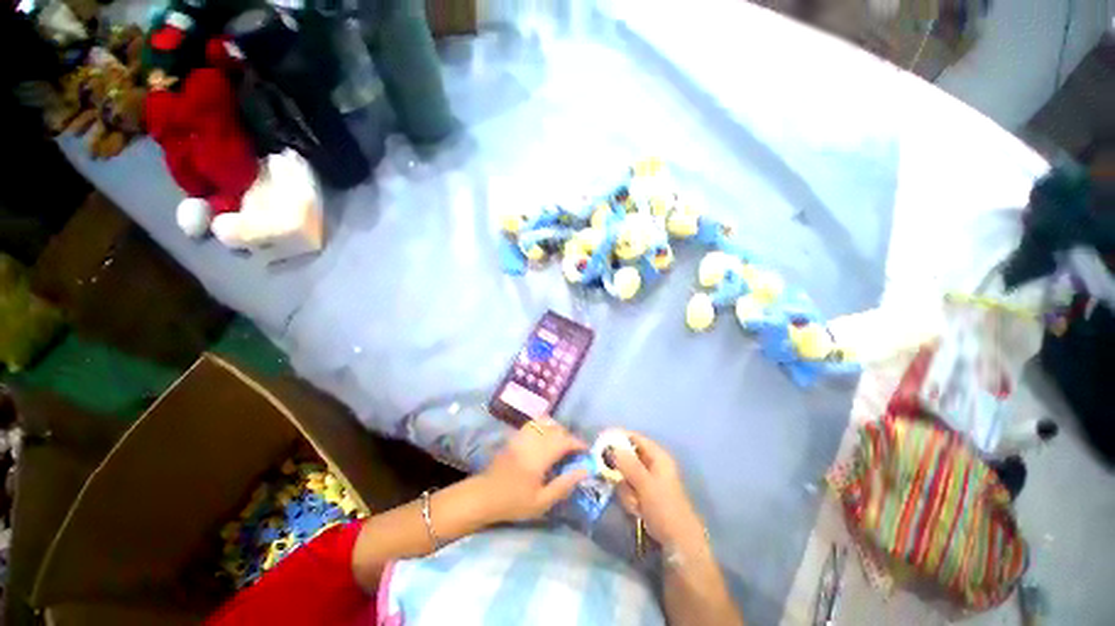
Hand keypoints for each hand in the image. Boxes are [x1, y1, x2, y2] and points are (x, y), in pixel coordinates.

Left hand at [480, 417, 588, 522]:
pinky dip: (544, 426)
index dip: (579, 443)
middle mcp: (533, 440)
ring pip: (546, 422)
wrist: (484, 495)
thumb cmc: (514, 502)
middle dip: (569, 437)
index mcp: (540, 456)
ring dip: (557, 430)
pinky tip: (545, 438)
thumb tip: (585, 470)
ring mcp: (523, 435)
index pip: (565, 441)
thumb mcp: (542, 501)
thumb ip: (564, 484)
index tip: (586, 452)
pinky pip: (534, 423)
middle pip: (557, 429)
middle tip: (575, 452)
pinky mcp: (516, 435)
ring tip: (561, 444)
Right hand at [610, 431, 705, 548]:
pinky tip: (636, 511)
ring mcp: (648, 482)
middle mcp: (653, 465)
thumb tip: (610, 446)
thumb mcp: (645, 484)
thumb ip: (627, 464)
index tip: (599, 442)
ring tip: (634, 504)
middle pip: (627, 457)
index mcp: (658, 457)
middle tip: (617, 481)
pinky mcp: (643, 497)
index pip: (634, 438)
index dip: (617, 437)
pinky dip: (629, 500)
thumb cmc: (665, 510)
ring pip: (625, 476)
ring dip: (626, 490)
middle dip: (621, 472)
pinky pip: (628, 491)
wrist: (679, 546)